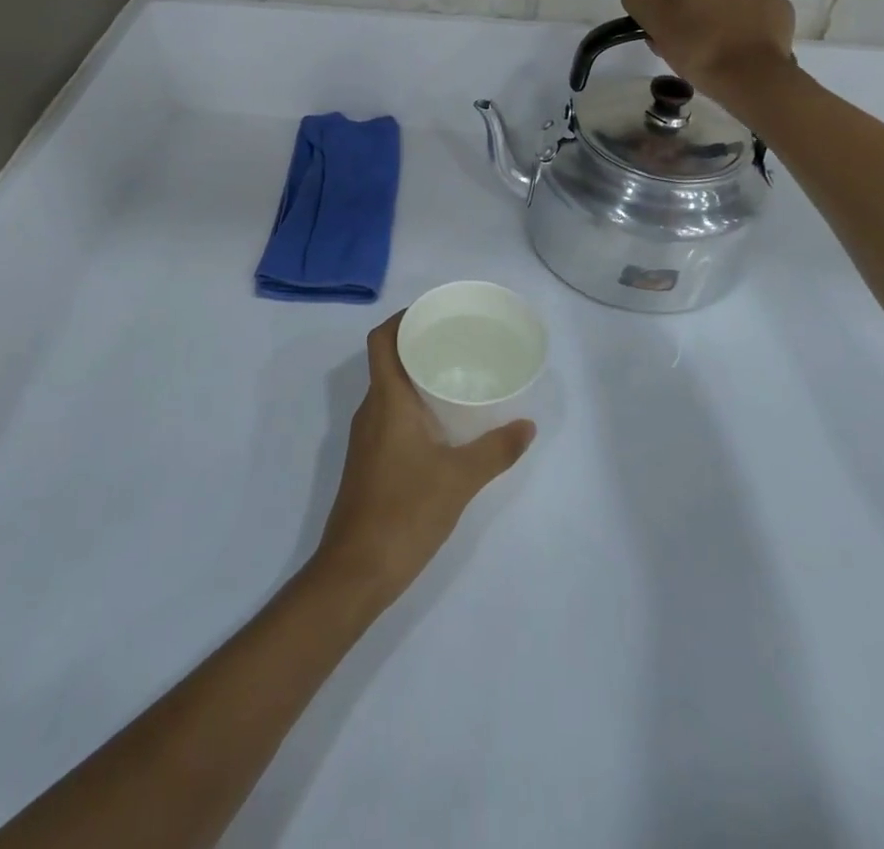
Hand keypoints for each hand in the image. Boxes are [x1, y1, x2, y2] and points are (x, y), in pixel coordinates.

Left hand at [311, 313, 534, 607]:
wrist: (356, 570)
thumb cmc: (405, 512)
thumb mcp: (460, 479)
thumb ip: (496, 450)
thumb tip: (528, 425)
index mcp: (386, 400)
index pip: (382, 340)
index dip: (401, 318)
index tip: (433, 313)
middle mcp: (371, 410)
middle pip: (387, 360)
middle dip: (417, 344)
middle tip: (457, 340)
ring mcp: (367, 437)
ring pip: (389, 390)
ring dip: (415, 376)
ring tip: (455, 375)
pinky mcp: (369, 460)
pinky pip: (389, 415)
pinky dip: (412, 405)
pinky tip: (442, 423)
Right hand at [621, 0, 795, 102]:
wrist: (751, 76)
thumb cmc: (697, 46)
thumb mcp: (653, 21)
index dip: (663, 16)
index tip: (666, 38)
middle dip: (692, 17)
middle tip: (687, 50)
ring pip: (727, 6)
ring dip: (718, 22)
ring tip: (715, 53)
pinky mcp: (782, 11)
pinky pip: (753, 18)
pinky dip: (744, 30)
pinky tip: (737, 51)